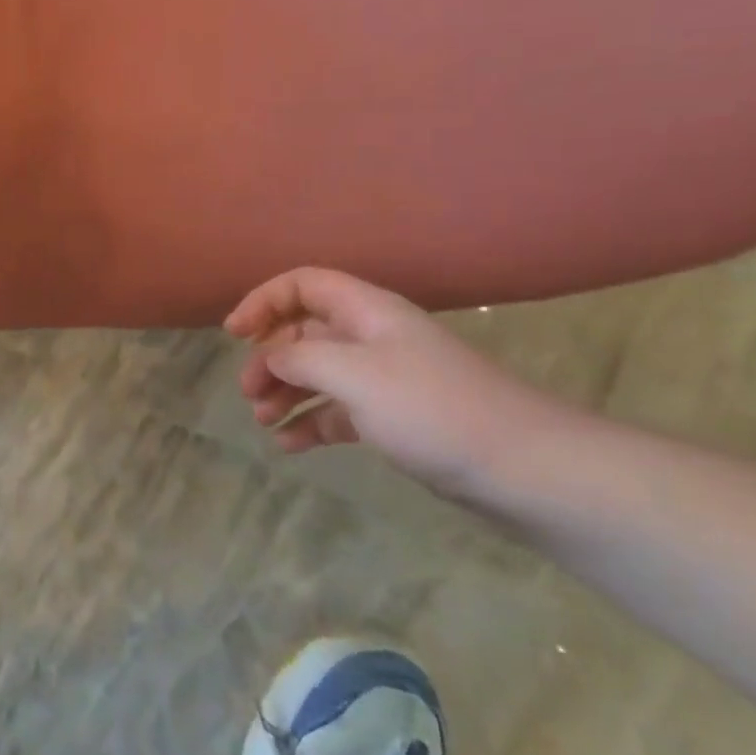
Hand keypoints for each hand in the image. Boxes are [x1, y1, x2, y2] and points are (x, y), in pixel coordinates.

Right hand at [225, 268, 575, 499]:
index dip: (264, 301)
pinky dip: (310, 422)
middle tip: (249, 392)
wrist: (521, 469)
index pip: (304, 285)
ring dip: (285, 392)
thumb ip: (302, 358)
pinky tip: (289, 445)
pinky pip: (337, 411)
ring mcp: (383, 379)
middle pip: (305, 331)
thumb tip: (271, 357)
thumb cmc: (431, 409)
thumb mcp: (355, 375)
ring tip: (263, 421)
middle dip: (270, 357)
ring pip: (318, 374)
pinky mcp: (392, 418)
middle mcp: (372, 338)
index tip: (234, 334)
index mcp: (366, 312)